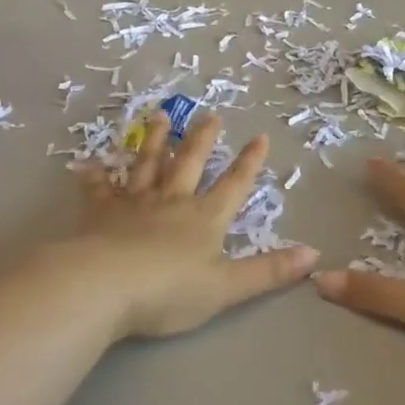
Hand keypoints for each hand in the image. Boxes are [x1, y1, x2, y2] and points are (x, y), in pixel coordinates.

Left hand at [72, 111, 318, 339]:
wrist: (104, 287)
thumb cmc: (170, 291)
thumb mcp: (227, 287)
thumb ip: (269, 271)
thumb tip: (314, 254)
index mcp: (205, 218)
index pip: (233, 184)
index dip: (249, 162)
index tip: (260, 136)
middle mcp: (172, 201)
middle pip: (189, 163)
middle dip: (202, 139)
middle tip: (209, 114)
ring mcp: (134, 203)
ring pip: (147, 164)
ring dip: (154, 140)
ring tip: (159, 116)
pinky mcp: (100, 213)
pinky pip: (99, 190)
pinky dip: (95, 176)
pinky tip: (90, 163)